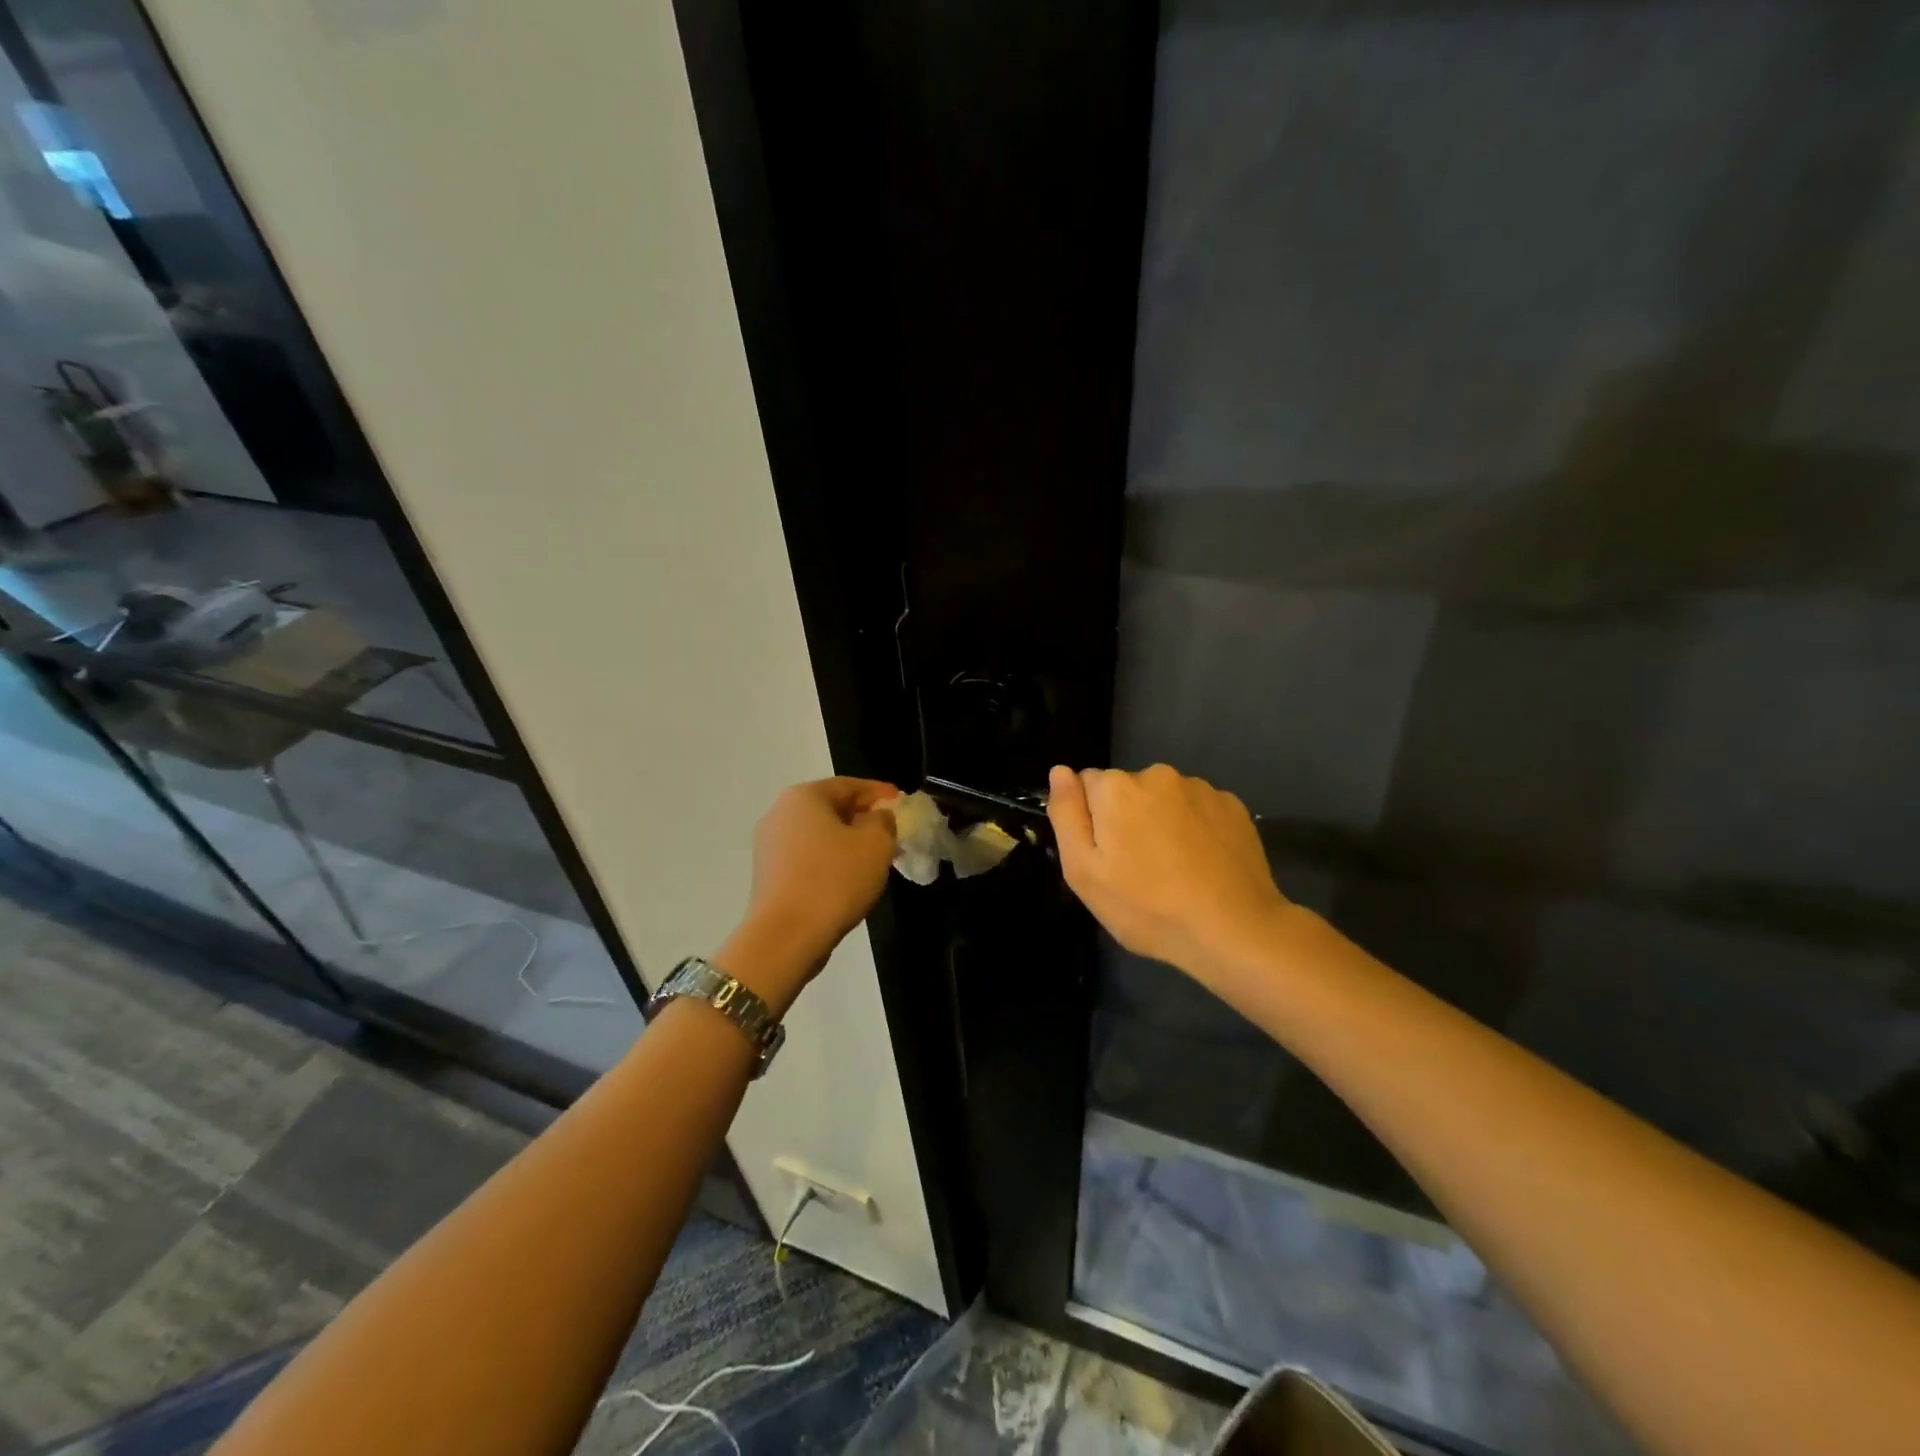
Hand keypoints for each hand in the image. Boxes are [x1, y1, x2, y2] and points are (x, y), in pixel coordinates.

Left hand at [723, 778, 897, 1007]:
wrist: (786, 937)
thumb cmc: (835, 880)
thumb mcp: (876, 844)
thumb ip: (884, 821)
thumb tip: (878, 817)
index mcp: (804, 796)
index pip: (849, 785)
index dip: (880, 793)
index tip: (902, 803)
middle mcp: (779, 813)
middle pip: (831, 808)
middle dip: (863, 818)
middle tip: (892, 832)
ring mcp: (768, 845)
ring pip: (818, 835)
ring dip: (847, 841)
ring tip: (875, 858)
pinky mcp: (767, 875)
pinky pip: (806, 857)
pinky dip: (829, 861)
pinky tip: (849, 877)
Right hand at [1047, 763, 1292, 983]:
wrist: (1234, 930)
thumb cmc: (1147, 907)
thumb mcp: (1083, 872)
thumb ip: (1066, 814)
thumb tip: (1060, 771)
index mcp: (1116, 788)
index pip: (1087, 785)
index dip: (1091, 820)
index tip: (1105, 856)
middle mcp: (1157, 774)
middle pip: (1127, 789)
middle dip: (1127, 817)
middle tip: (1138, 868)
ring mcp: (1200, 788)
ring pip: (1164, 798)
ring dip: (1162, 821)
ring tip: (1174, 869)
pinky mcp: (1232, 806)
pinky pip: (1199, 809)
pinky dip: (1195, 828)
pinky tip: (1203, 864)